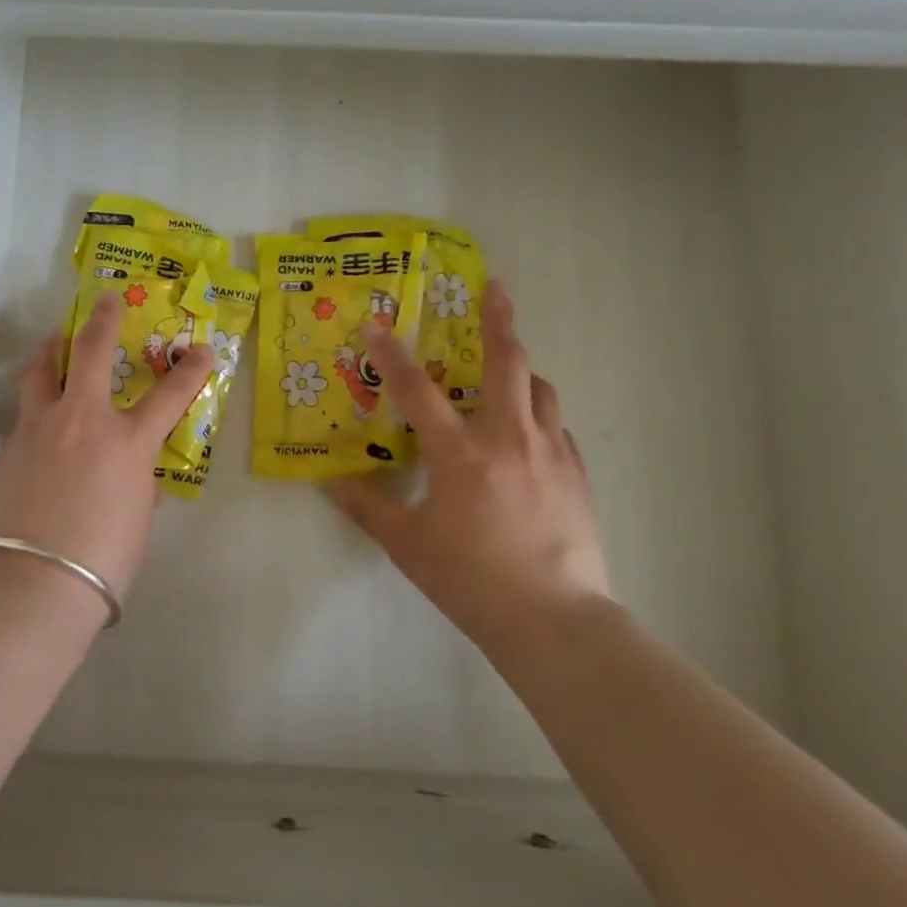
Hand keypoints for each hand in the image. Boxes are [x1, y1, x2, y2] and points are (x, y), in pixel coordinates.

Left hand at [0, 291, 213, 596]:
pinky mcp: (8, 447)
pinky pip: (23, 414)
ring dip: (52, 350)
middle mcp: (83, 421)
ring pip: (42, 371)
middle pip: (92, 353)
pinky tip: (37, 425)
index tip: (202, 350)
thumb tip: (131, 480)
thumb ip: (135, 487)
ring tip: (54, 342)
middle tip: (107, 300)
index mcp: (127, 443)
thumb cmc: (102, 560)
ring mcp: (39, 429)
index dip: (190, 371)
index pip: (170, 396)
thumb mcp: (135, 520)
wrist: (34, 582)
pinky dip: (35, 406)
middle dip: (104, 320)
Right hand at [326, 280, 610, 645]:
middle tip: (495, 287)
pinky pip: (556, 426)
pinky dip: (538, 413)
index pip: (417, 391)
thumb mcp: (407, 544)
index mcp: (461, 454)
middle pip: (507, 363)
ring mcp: (549, 453)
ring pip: (541, 389)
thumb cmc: (470, 579)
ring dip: (522, 369)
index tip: (376, 323)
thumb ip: (367, 507)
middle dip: (499, 320)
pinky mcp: (576, 474)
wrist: (554, 619)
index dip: (392, 354)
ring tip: (507, 367)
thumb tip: (330, 481)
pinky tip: (527, 432)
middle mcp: (508, 439)